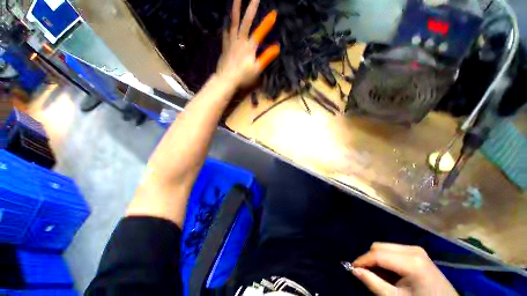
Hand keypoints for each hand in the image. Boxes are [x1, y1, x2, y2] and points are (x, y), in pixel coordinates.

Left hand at [216, 0, 279, 87]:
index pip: (259, 32)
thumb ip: (266, 57)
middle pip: (245, 21)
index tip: (274, 13)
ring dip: (235, 9)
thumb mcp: (257, 69)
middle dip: (251, 8)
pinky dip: (227, 24)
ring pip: (233, 22)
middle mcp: (240, 40)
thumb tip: (277, 48)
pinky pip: (225, 32)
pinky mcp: (225, 45)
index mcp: (249, 47)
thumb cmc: (243, 76)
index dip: (267, 23)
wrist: (226, 79)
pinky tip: (226, 20)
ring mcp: (231, 41)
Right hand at [352, 243, 457, 295]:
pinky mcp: (417, 252)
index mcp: (411, 261)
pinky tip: (390, 273)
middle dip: (369, 259)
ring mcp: (416, 249)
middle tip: (366, 274)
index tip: (352, 268)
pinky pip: (393, 250)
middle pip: (379, 247)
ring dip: (377, 259)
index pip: (377, 255)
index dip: (362, 260)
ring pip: (385, 247)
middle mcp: (413, 249)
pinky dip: (386, 259)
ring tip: (378, 275)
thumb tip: (353, 270)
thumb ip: (373, 283)